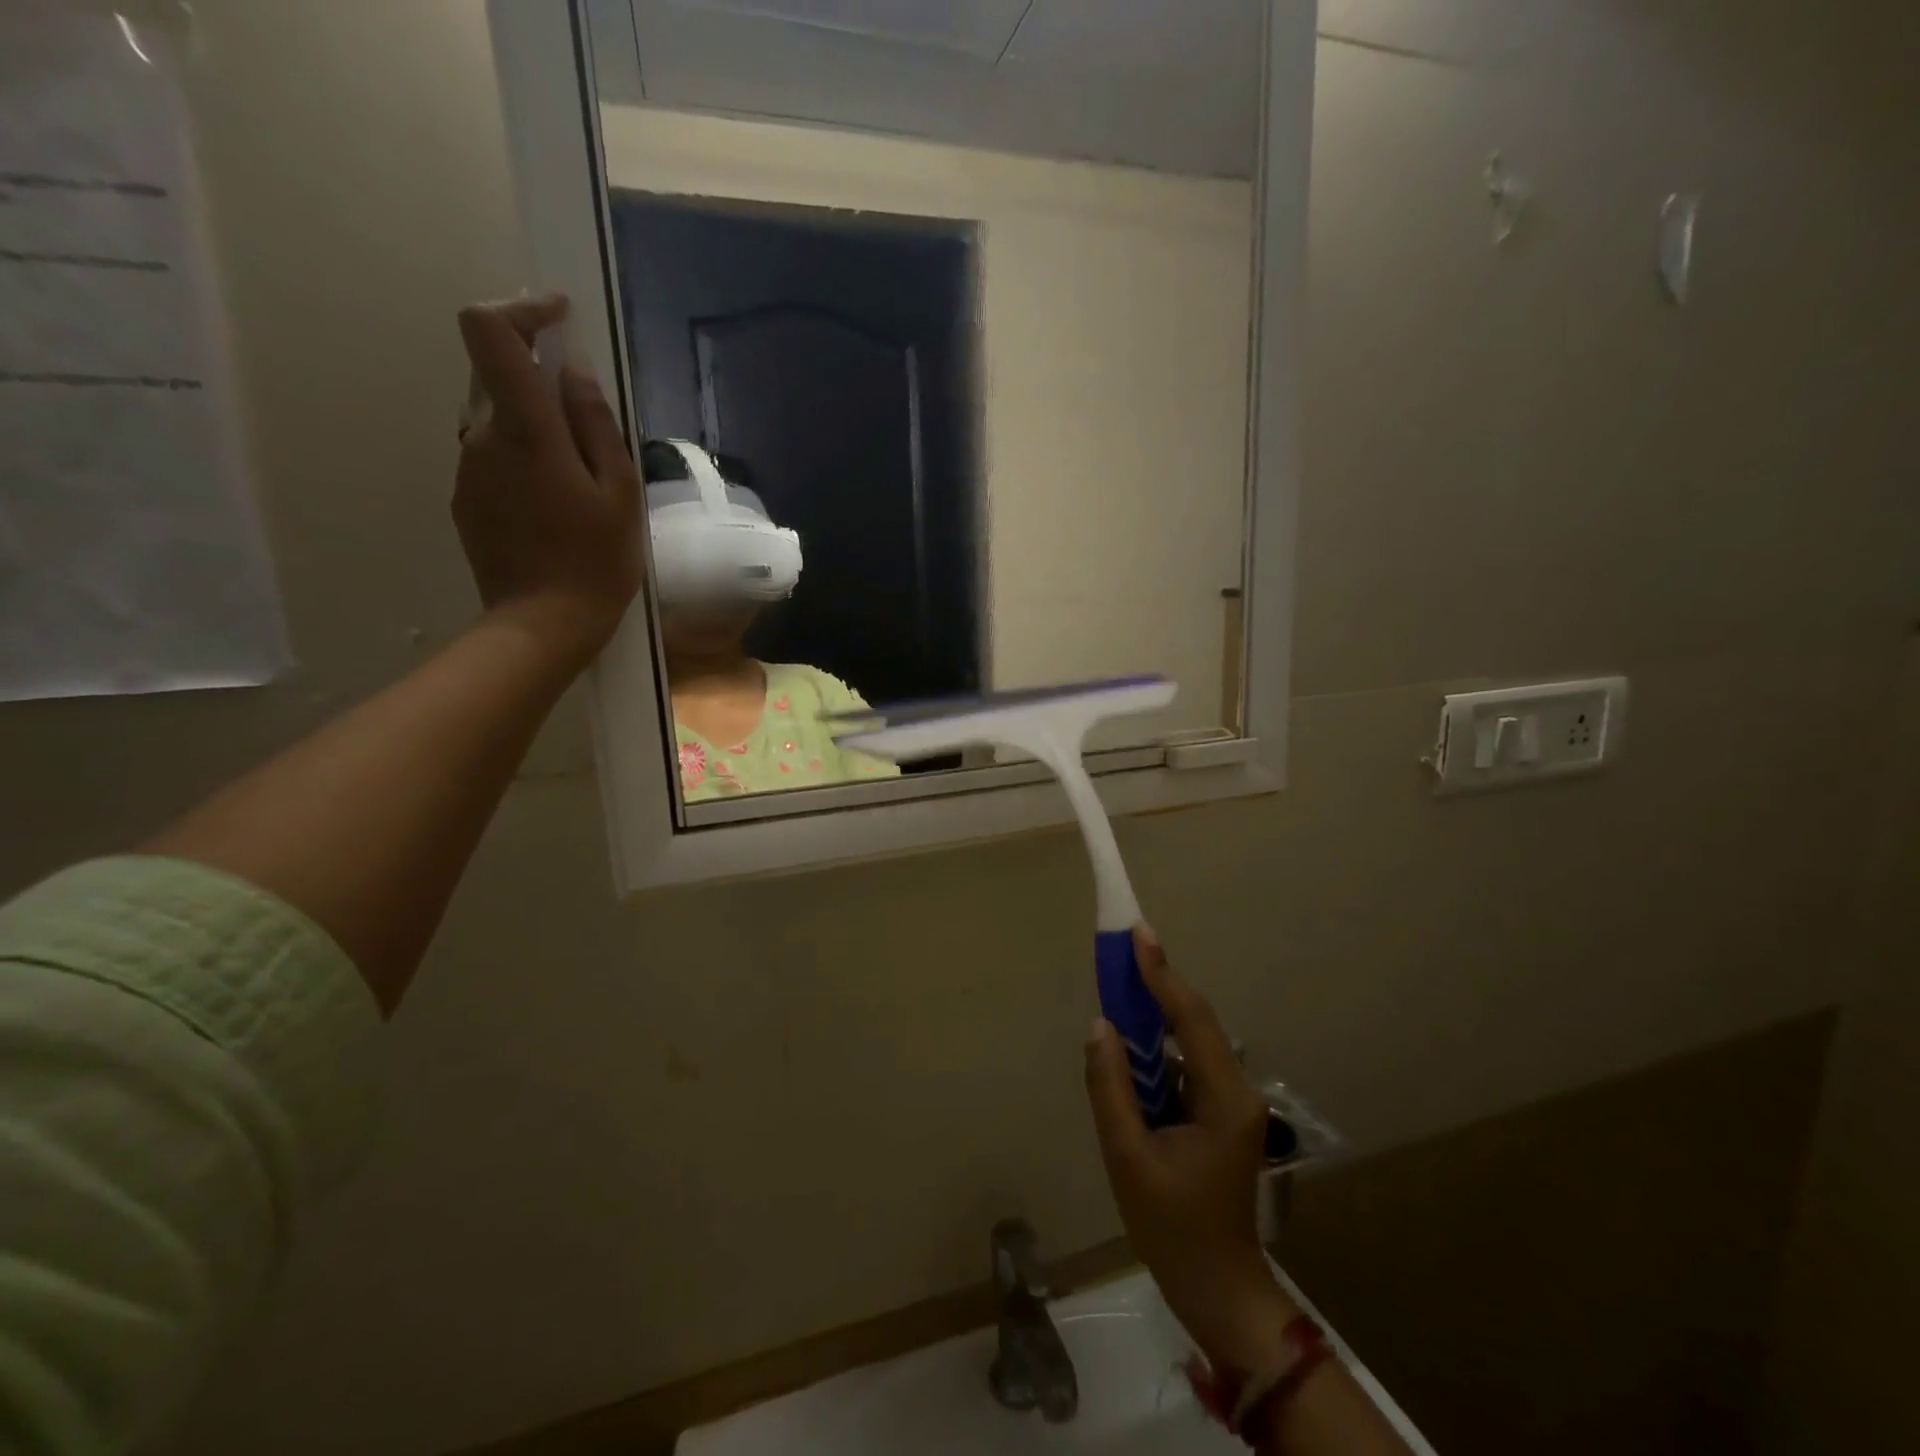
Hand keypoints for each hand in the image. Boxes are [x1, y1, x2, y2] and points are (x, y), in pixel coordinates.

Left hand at [453, 294, 641, 664]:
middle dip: (538, 377)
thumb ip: (595, 424)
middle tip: (589, 419)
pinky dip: (523, 458)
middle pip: (494, 374)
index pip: (490, 332)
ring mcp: (468, 469)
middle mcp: (481, 436)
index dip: (520, 308)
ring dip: (534, 424)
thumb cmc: (596, 560)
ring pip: (495, 419)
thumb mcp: (619, 492)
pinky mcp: (466, 499)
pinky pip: (493, 457)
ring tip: (580, 476)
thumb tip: (572, 370)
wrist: (543, 623)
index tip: (558, 317)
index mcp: (524, 429)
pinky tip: (556, 504)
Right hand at [1085, 926, 1299, 1375]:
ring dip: (1156, 1012)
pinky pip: (1185, 1062)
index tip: (1138, 934)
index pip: (1191, 1019)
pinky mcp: (1217, 1112)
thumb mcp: (1127, 1158)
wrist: (1217, 1288)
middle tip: (1123, 946)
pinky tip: (1133, 1041)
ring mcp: (1230, 1101)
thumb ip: (1110, 1087)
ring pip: (1191, 1039)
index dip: (1162, 973)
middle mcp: (1235, 1090)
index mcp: (1224, 1099)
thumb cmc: (1172, 1229)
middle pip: (1195, 1021)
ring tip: (1121, 982)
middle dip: (1158, 982)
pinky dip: (1158, 1045)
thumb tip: (1100, 1026)